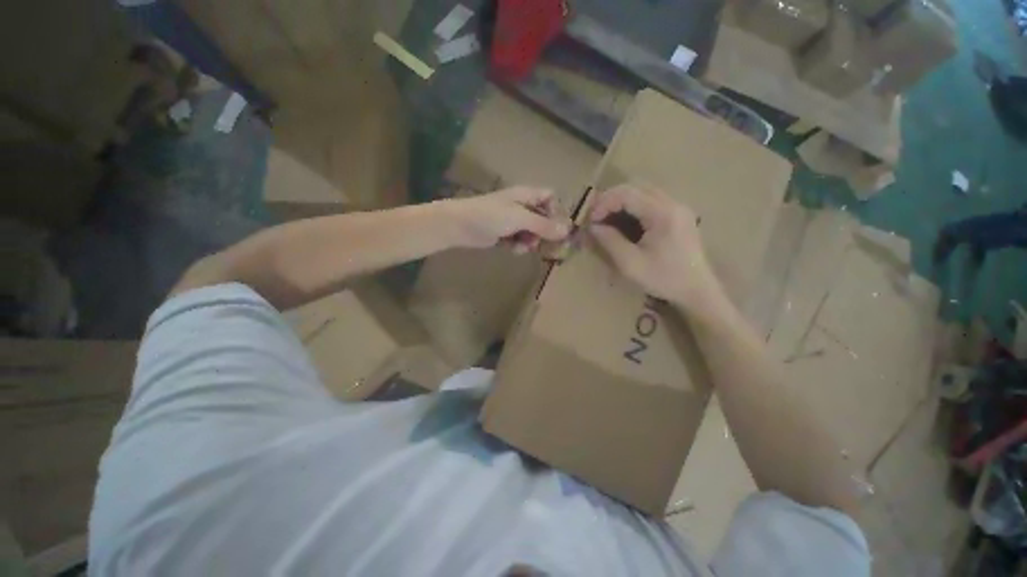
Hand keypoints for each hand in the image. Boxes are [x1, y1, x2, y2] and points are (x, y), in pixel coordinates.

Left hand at [445, 187, 571, 252]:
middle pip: (543, 217)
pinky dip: (519, 245)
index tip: (559, 228)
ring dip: (531, 241)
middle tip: (548, 245)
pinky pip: (519, 240)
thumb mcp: (520, 218)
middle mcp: (521, 206)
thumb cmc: (491, 216)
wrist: (461, 226)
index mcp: (526, 195)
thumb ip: (543, 225)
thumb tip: (566, 231)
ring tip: (525, 246)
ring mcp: (512, 221)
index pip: (550, 197)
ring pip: (532, 232)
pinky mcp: (504, 234)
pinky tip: (513, 249)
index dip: (557, 211)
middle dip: (545, 232)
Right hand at [587, 184, 717, 308]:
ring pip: (643, 191)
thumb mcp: (630, 263)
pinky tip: (624, 221)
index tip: (590, 220)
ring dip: (621, 201)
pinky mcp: (678, 214)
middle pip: (636, 186)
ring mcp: (678, 207)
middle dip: (611, 198)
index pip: (627, 194)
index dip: (604, 203)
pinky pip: (651, 200)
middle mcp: (673, 203)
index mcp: (663, 214)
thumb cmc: (663, 279)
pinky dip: (633, 206)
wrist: (697, 290)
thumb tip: (593, 226)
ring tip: (606, 218)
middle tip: (596, 216)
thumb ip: (610, 241)